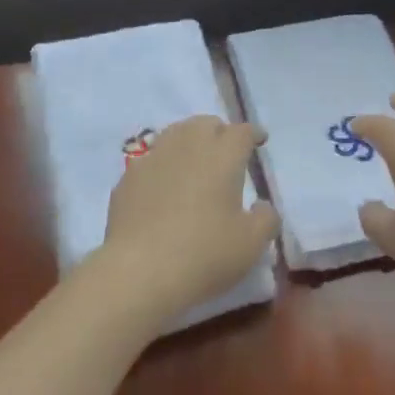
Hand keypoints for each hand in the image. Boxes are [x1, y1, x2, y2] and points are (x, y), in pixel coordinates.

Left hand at [97, 115, 278, 324]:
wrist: (138, 270)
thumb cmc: (203, 254)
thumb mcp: (251, 244)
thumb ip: (266, 219)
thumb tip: (262, 205)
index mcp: (223, 155)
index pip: (242, 132)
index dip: (252, 134)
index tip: (258, 140)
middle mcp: (188, 145)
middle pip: (206, 123)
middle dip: (220, 132)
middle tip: (225, 152)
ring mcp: (154, 157)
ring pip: (176, 133)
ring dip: (189, 141)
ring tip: (194, 161)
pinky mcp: (128, 176)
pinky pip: (151, 159)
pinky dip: (162, 165)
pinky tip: (163, 185)